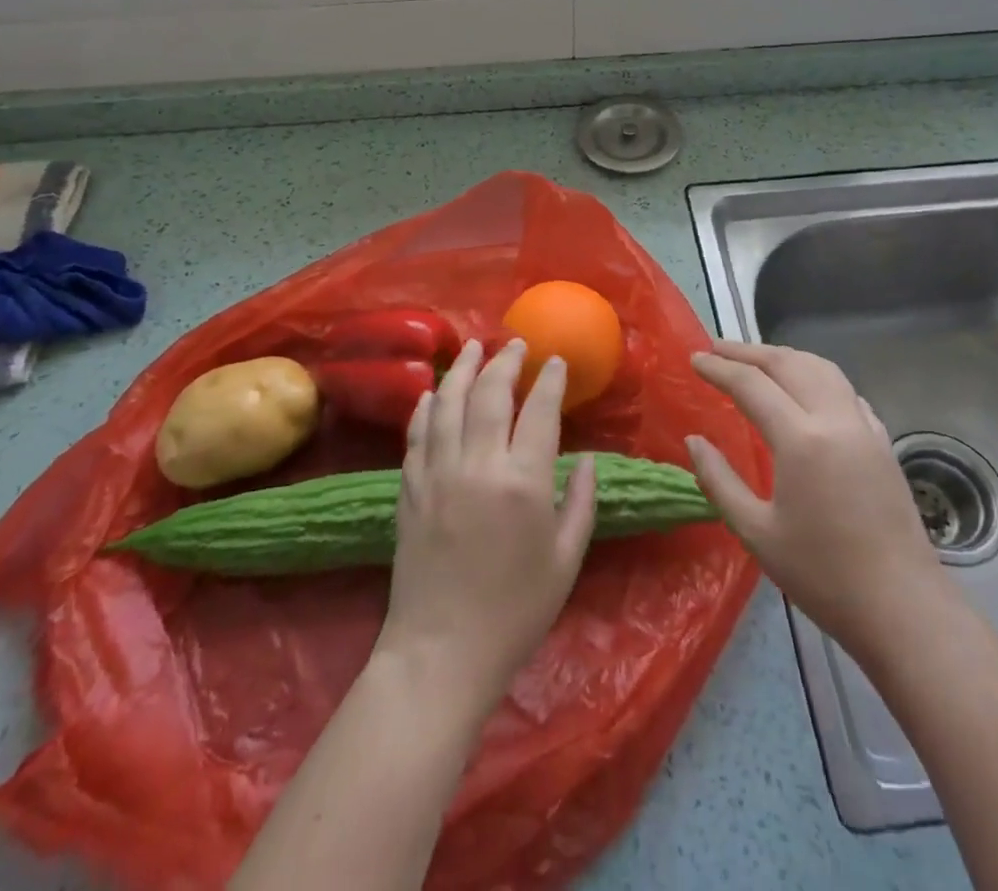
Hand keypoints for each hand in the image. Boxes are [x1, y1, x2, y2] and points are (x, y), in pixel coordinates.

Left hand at [375, 338, 596, 719]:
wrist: (441, 653)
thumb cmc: (515, 613)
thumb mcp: (566, 561)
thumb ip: (581, 503)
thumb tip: (586, 460)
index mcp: (524, 483)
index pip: (541, 412)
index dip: (550, 380)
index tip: (556, 361)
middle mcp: (479, 466)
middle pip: (491, 394)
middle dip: (506, 361)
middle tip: (515, 344)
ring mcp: (438, 473)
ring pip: (449, 402)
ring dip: (462, 369)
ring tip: (472, 347)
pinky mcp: (410, 488)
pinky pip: (417, 433)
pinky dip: (427, 406)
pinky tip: (434, 392)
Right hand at [686, 340, 942, 661]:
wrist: (903, 608)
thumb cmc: (823, 575)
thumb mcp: (756, 533)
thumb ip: (719, 481)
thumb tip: (695, 441)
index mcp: (800, 438)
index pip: (751, 384)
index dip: (719, 367)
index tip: (694, 359)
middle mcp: (834, 419)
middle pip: (788, 363)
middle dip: (748, 351)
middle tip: (716, 349)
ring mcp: (864, 427)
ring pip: (821, 368)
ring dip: (784, 356)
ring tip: (756, 360)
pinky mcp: (882, 441)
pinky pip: (845, 390)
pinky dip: (816, 376)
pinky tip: (806, 390)